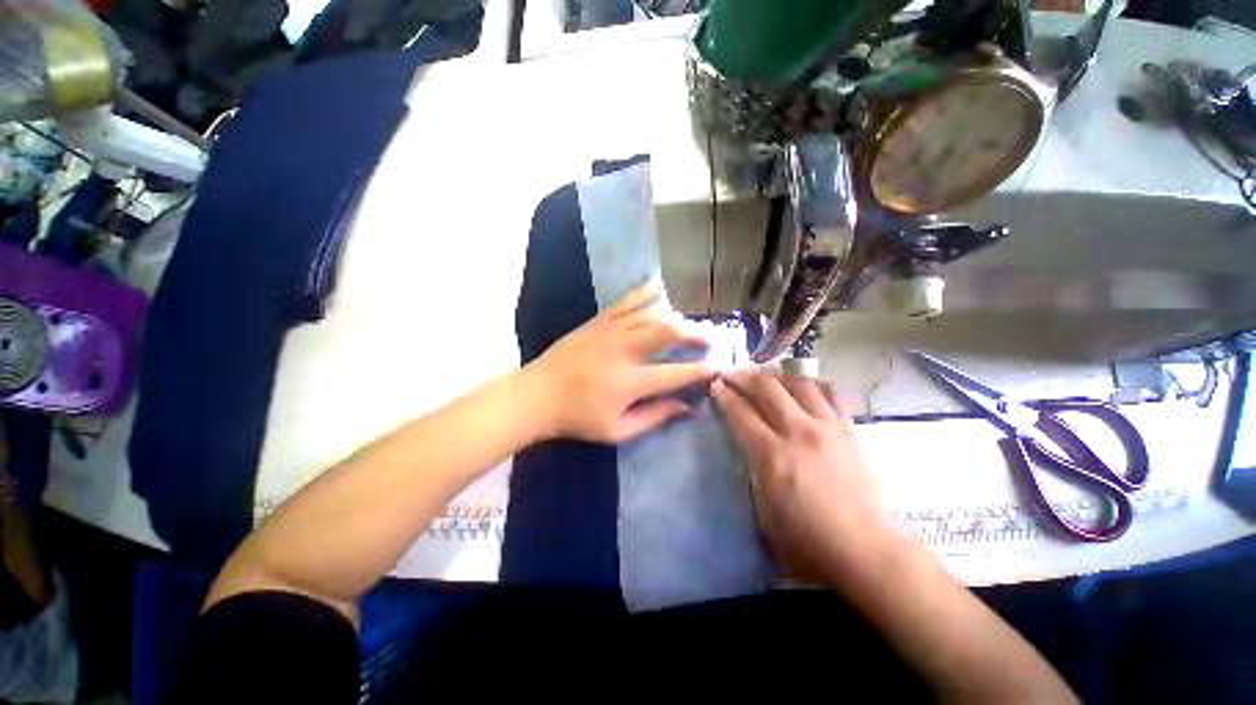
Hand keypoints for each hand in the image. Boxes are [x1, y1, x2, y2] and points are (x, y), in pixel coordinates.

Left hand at [524, 280, 713, 443]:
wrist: (537, 394)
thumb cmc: (577, 418)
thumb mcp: (617, 430)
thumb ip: (654, 417)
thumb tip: (686, 407)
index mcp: (631, 381)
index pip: (677, 372)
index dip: (702, 370)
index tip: (717, 368)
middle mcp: (626, 350)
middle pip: (669, 330)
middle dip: (695, 333)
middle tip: (707, 338)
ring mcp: (611, 330)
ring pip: (652, 313)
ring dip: (675, 317)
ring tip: (687, 325)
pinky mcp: (598, 320)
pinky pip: (627, 300)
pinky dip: (645, 291)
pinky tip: (659, 285)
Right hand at [712, 370, 883, 579]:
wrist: (863, 548)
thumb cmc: (805, 539)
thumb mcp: (762, 509)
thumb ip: (753, 470)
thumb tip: (750, 447)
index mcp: (771, 454)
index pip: (741, 412)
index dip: (724, 395)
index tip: (715, 385)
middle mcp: (797, 431)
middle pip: (766, 388)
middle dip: (744, 376)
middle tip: (732, 374)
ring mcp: (826, 427)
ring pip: (799, 383)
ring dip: (776, 375)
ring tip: (765, 375)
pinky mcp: (847, 431)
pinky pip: (830, 394)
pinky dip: (812, 384)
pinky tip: (803, 385)